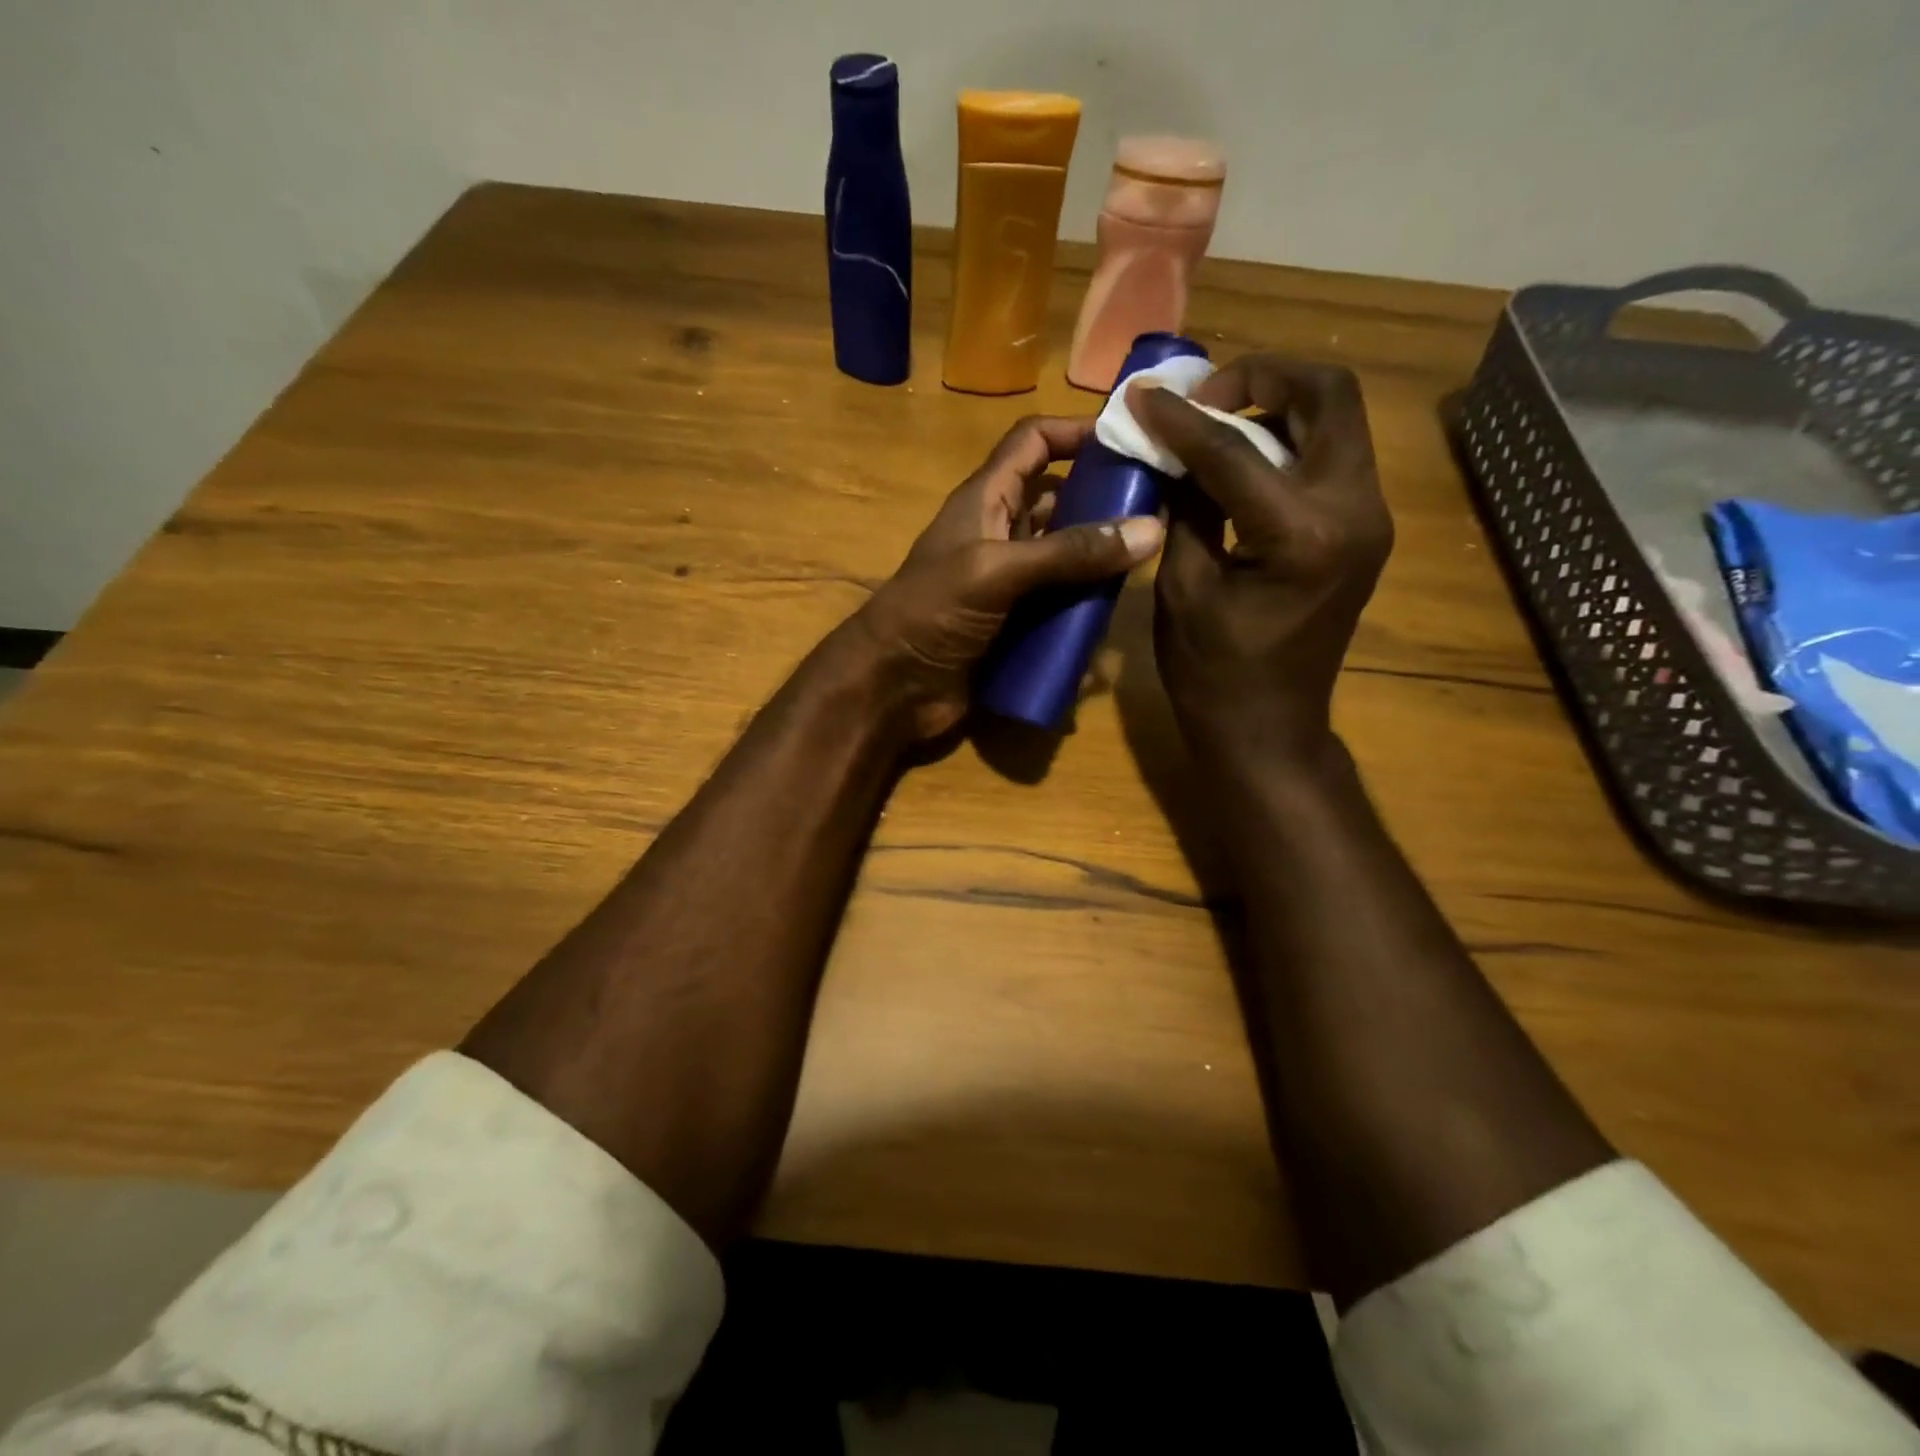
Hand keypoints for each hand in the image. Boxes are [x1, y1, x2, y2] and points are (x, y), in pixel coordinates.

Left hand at [852, 415, 1164, 739]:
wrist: (892, 687)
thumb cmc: (932, 612)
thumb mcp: (998, 571)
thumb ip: (1069, 552)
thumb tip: (1151, 529)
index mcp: (986, 500)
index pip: (1033, 442)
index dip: (1076, 432)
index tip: (1133, 438)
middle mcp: (1001, 533)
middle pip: (1059, 500)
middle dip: (1104, 501)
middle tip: (1163, 509)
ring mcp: (1009, 581)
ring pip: (1065, 557)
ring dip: (1099, 561)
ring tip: (1151, 562)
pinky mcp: (1015, 623)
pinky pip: (1059, 606)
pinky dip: (1084, 609)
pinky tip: (1115, 617)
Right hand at [1131, 356, 1391, 767]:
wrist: (1269, 729)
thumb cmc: (1212, 674)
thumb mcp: (1182, 587)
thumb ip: (1185, 506)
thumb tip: (1174, 451)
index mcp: (1301, 535)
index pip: (1235, 448)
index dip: (1181, 418)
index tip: (1141, 395)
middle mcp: (1354, 511)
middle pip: (1327, 395)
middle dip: (1260, 378)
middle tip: (1203, 397)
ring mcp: (1369, 518)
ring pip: (1337, 418)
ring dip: (1277, 404)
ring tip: (1216, 422)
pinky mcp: (1364, 529)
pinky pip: (1331, 456)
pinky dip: (1287, 439)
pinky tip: (1241, 458)